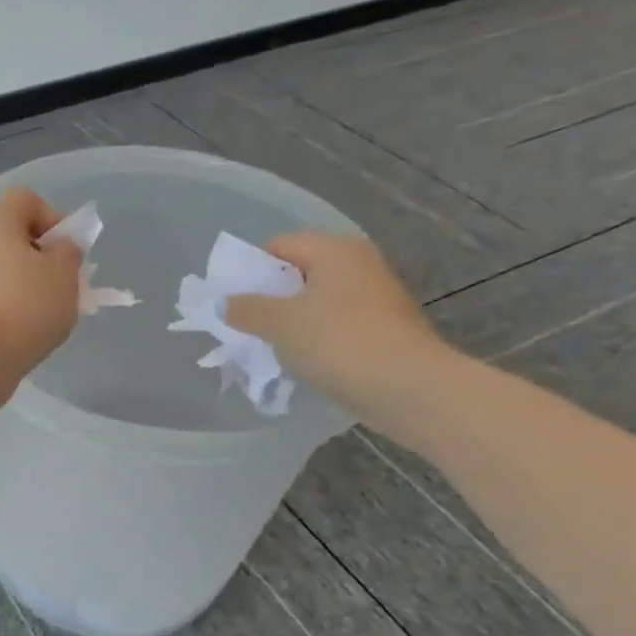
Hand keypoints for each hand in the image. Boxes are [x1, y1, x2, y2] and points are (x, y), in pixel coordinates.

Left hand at [0, 186, 82, 385]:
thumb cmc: (26, 304)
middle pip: (12, 235)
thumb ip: (68, 253)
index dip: (53, 219)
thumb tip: (59, 247)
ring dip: (24, 283)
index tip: (66, 252)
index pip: (26, 200)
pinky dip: (6, 304)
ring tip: (44, 313)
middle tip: (61, 284)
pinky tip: (21, 330)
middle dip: (40, 256)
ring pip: (0, 267)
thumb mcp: (64, 274)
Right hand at [224, 232, 455, 431]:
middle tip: (246, 324)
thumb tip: (224, 304)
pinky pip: (337, 326)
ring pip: (318, 302)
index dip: (251, 269)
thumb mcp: (279, 323)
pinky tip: (303, 362)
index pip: (279, 245)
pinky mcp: (386, 330)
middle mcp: (359, 264)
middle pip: (299, 273)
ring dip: (292, 321)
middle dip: (270, 298)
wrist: (411, 390)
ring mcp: (377, 298)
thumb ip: (245, 309)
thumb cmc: (339, 342)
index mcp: (335, 250)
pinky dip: (317, 339)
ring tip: (270, 347)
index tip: (233, 300)